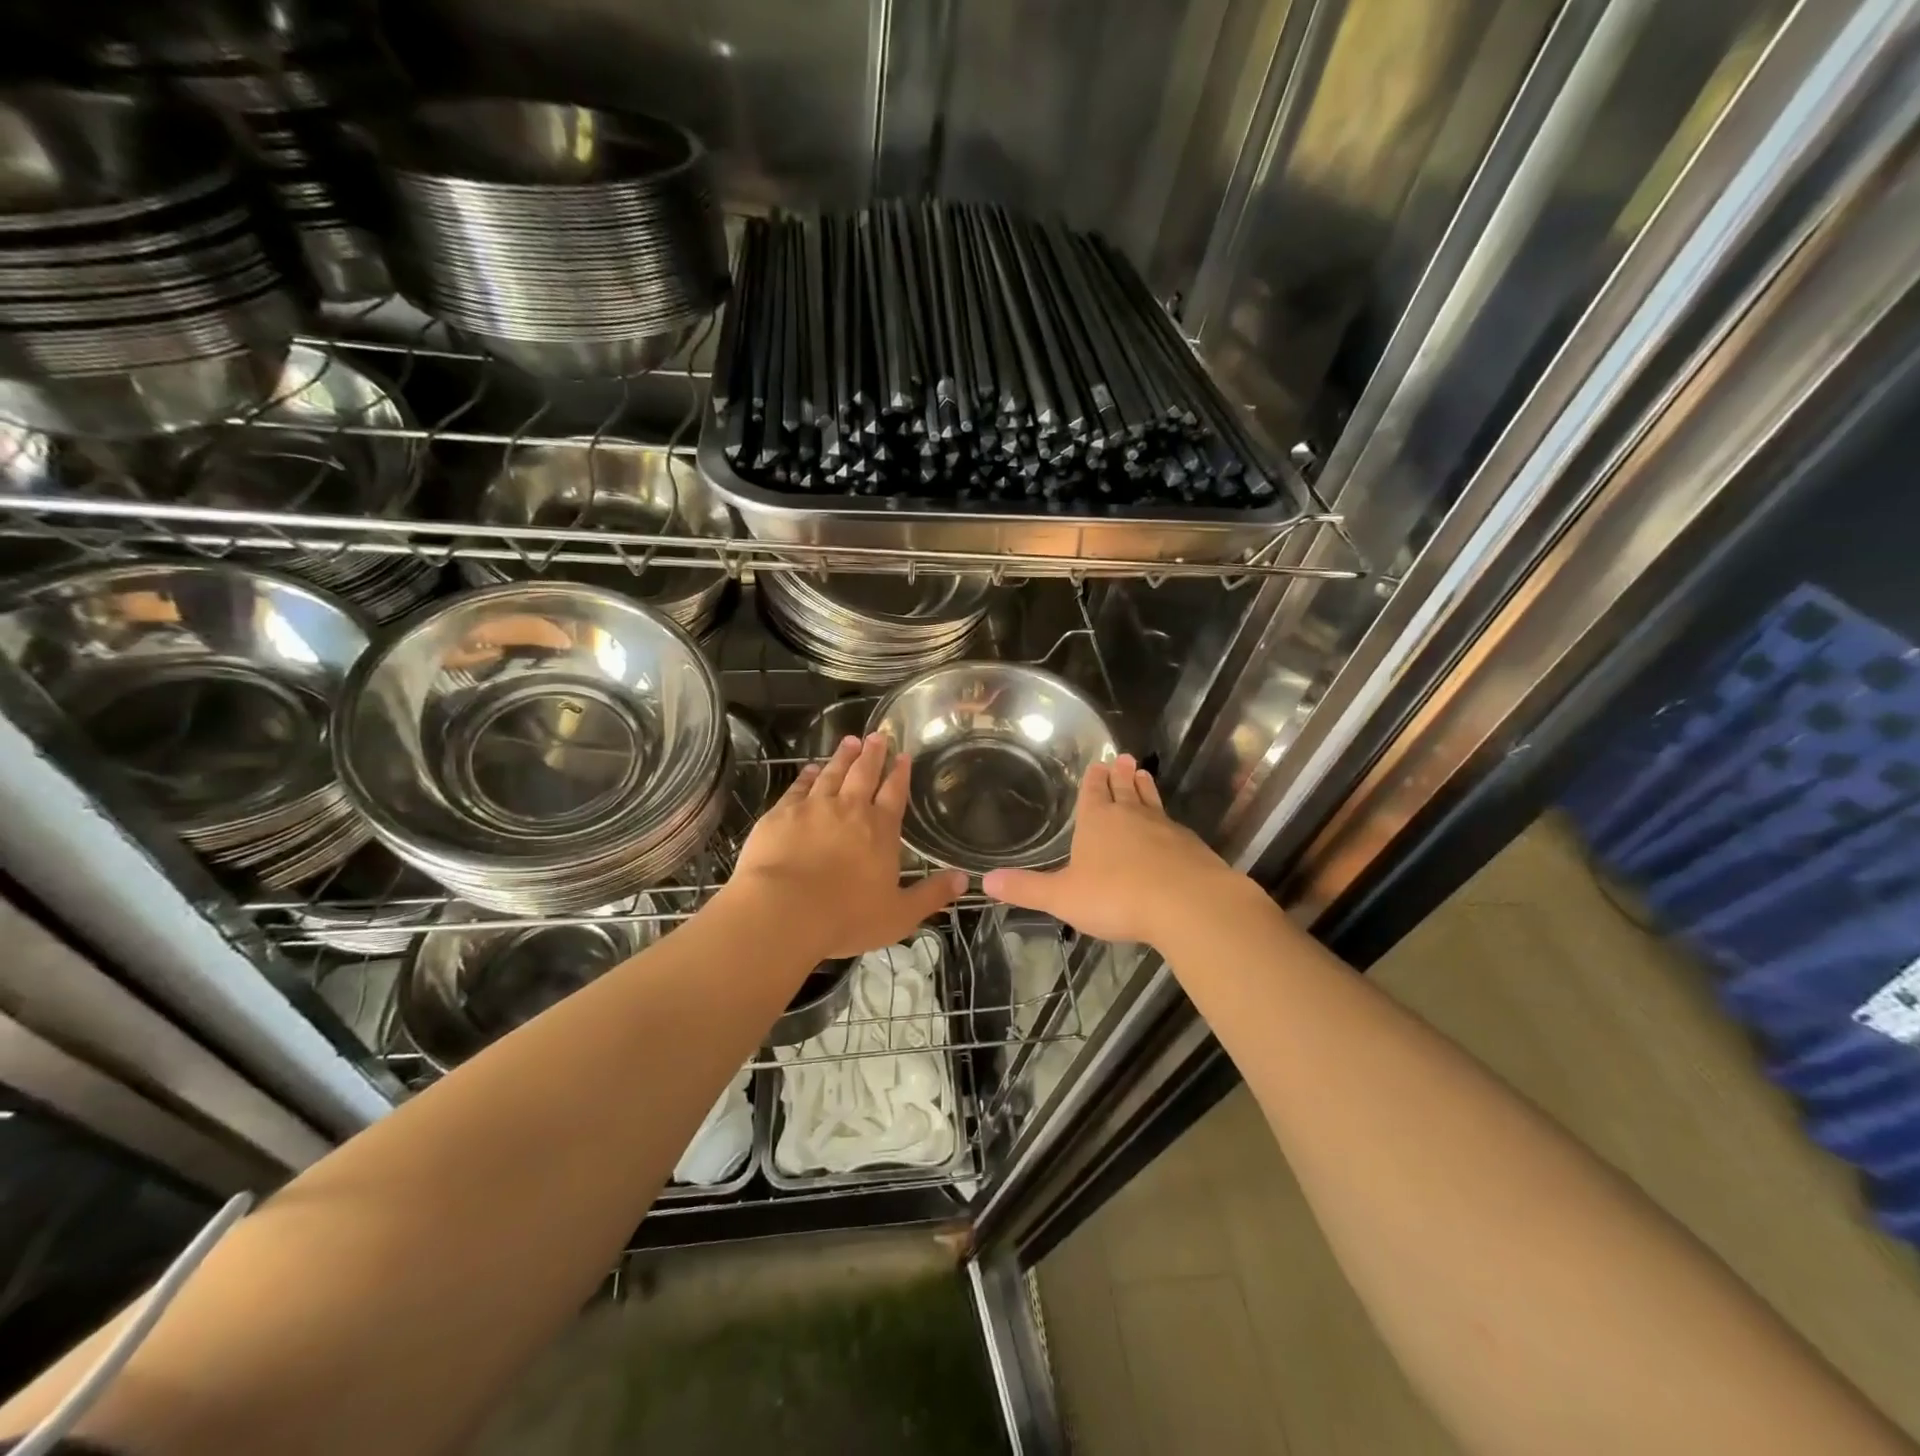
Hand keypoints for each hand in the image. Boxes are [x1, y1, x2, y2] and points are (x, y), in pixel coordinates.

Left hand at [728, 733, 966, 959]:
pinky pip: (798, 787)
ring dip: (842, 757)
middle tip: (877, 735)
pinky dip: (807, 775)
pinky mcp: (781, 814)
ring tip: (850, 741)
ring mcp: (813, 808)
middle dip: (873, 754)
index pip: (894, 794)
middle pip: (864, 774)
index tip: (903, 755)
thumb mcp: (899, 915)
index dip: (900, 773)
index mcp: (880, 830)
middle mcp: (849, 810)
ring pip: (832, 774)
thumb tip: (965, 879)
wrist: (783, 910)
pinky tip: (810, 769)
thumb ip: (931, 895)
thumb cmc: (846, 917)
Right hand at [983, 754, 1248, 948]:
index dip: (1092, 780)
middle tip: (1124, 758)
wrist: (1185, 904)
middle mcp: (1130, 816)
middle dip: (1120, 775)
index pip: (1092, 793)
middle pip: (1124, 789)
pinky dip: (1168, 821)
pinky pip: (1174, 826)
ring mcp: (1164, 829)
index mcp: (1097, 821)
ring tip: (1144, 774)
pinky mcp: (1190, 847)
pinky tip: (1171, 827)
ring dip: (1145, 788)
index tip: (1098, 764)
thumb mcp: (1062, 896)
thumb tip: (986, 880)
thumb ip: (1026, 888)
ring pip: (1151, 801)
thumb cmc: (1115, 896)